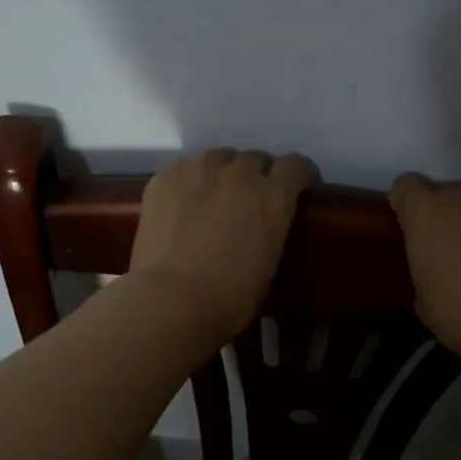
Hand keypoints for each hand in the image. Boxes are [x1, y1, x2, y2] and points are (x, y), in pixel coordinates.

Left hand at [130, 150, 312, 343]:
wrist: (170, 301)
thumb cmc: (230, 298)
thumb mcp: (270, 262)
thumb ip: (272, 227)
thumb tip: (263, 223)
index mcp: (272, 196)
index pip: (294, 166)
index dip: (294, 177)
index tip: (291, 190)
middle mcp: (239, 173)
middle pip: (254, 159)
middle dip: (255, 176)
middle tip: (246, 202)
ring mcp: (199, 169)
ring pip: (218, 158)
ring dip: (221, 174)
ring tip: (211, 199)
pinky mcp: (166, 176)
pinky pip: (185, 169)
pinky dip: (188, 182)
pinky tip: (180, 207)